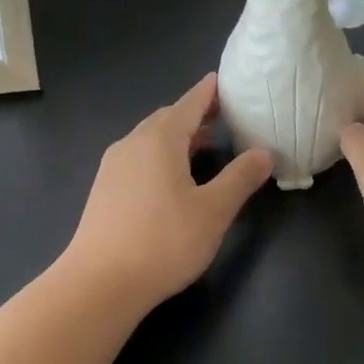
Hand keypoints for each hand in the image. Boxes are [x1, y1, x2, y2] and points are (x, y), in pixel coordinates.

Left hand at [62, 74, 273, 311]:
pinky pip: (138, 159)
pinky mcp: (104, 191)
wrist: (100, 283)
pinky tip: (173, 178)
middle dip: (194, 114)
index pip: (188, 104)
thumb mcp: (213, 211)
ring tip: (204, 145)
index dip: (208, 92)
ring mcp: (113, 168)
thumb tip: (263, 153)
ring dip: (177, 137)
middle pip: (167, 119)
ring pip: (150, 140)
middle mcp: (132, 144)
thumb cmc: (163, 241)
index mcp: (159, 140)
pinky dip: (161, 156)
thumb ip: (240, 178)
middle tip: (222, 116)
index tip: (222, 80)